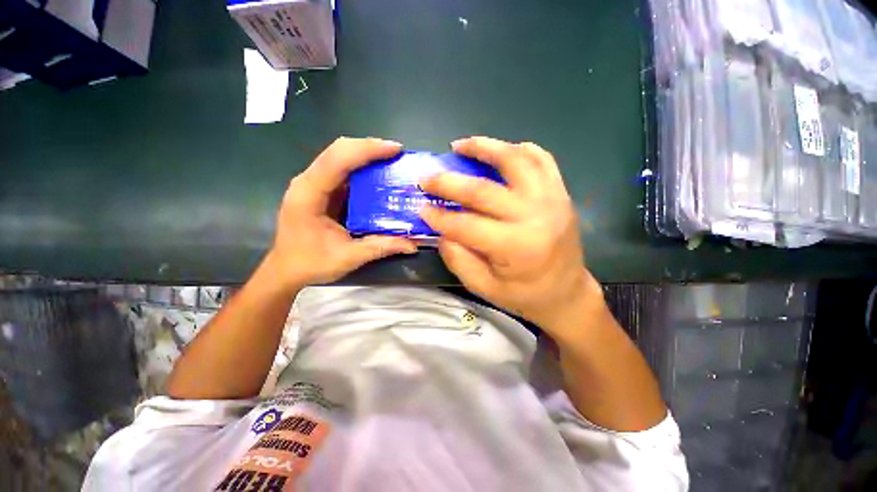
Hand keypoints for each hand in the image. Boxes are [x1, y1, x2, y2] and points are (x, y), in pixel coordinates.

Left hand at [269, 137, 416, 288]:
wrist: (286, 270)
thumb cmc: (311, 263)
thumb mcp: (349, 257)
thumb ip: (381, 247)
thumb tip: (413, 244)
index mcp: (309, 194)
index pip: (338, 160)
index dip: (367, 150)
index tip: (395, 149)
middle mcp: (308, 182)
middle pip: (338, 151)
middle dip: (369, 147)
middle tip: (396, 153)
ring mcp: (312, 184)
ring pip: (339, 156)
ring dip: (365, 154)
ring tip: (391, 159)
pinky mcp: (319, 190)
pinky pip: (341, 170)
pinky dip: (360, 166)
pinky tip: (377, 173)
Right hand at [419, 137, 601, 339]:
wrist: (567, 293)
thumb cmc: (525, 295)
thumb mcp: (484, 287)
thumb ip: (458, 259)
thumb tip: (442, 232)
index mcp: (516, 247)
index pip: (466, 225)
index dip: (439, 217)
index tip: (421, 208)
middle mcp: (535, 216)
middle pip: (484, 190)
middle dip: (449, 182)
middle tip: (427, 177)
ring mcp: (552, 199)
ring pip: (515, 160)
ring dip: (485, 147)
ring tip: (461, 145)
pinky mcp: (561, 193)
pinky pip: (542, 159)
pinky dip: (519, 150)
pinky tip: (501, 150)